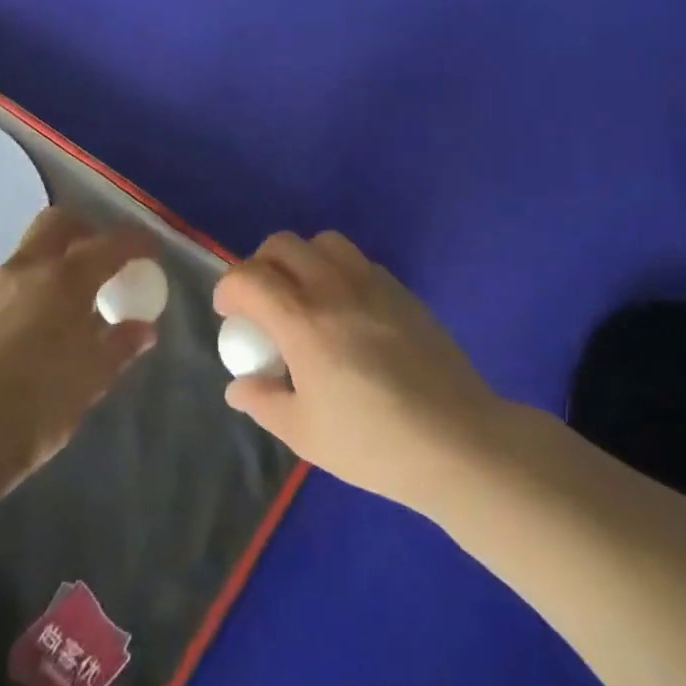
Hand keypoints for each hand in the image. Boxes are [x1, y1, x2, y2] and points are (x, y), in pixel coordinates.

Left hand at [0, 208, 158, 507]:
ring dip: (57, 259)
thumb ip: (121, 345)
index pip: (110, 244)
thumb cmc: (37, 405)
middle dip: (87, 232)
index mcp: (66, 280)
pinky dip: (34, 284)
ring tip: (72, 300)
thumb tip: (144, 328)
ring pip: (32, 249)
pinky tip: (38, 321)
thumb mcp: (91, 380)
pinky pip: (12, 278)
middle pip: (60, 223)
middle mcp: (29, 268)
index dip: (137, 243)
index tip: (151, 254)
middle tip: (104, 262)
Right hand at [214, 231, 502, 512]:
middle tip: (262, 301)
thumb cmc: (373, 444)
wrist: (457, 440)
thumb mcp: (305, 433)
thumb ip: (263, 402)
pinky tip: (346, 310)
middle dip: (261, 264)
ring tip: (304, 296)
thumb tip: (238, 386)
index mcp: (304, 321)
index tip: (229, 315)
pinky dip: (338, 270)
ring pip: (325, 241)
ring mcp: (373, 283)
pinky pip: (359, 260)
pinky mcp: (402, 290)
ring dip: (302, 258)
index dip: (228, 289)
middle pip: (283, 244)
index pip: (249, 278)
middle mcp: (334, 288)